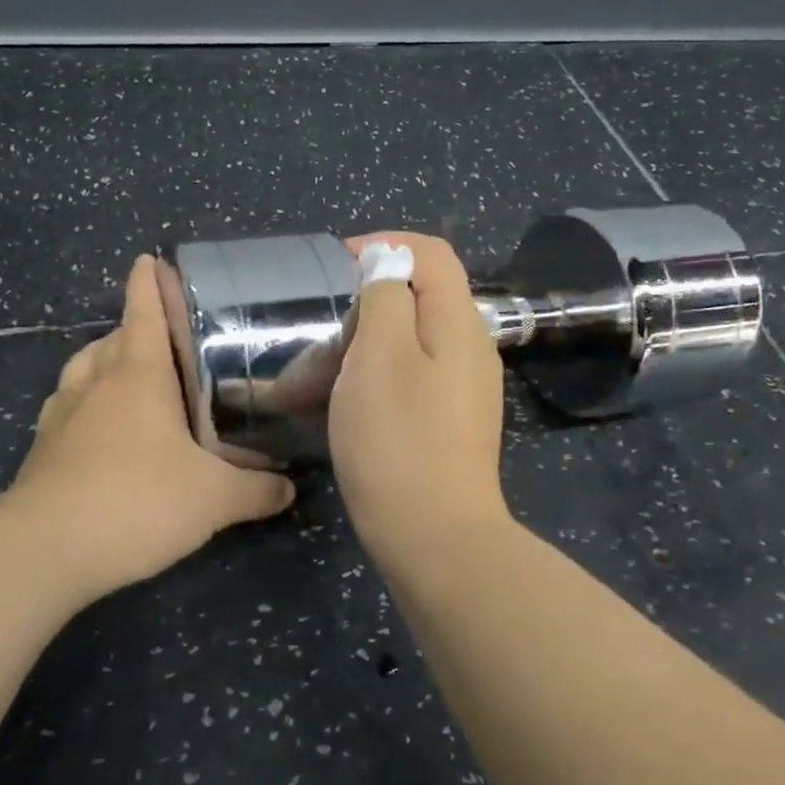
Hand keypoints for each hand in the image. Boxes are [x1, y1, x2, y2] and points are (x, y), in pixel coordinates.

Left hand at [4, 254, 295, 599]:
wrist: (45, 549)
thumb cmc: (137, 501)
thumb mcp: (214, 499)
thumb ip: (257, 490)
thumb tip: (289, 487)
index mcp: (137, 373)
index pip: (143, 309)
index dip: (148, 281)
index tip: (150, 260)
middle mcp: (95, 381)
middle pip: (114, 338)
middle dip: (137, 329)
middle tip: (170, 341)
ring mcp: (61, 413)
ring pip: (84, 369)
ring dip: (106, 363)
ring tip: (133, 379)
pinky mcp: (43, 447)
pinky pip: (68, 407)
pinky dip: (86, 404)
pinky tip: (103, 430)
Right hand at [328, 233, 512, 565]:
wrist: (433, 539)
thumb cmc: (398, 439)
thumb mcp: (380, 355)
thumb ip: (385, 296)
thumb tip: (387, 261)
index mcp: (459, 323)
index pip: (431, 253)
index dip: (384, 245)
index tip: (334, 267)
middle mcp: (470, 350)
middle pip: (419, 298)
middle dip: (364, 301)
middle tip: (319, 328)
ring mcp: (461, 392)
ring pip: (408, 343)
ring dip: (360, 345)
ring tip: (314, 372)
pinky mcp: (447, 425)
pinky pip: (408, 381)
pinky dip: (370, 379)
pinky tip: (338, 404)